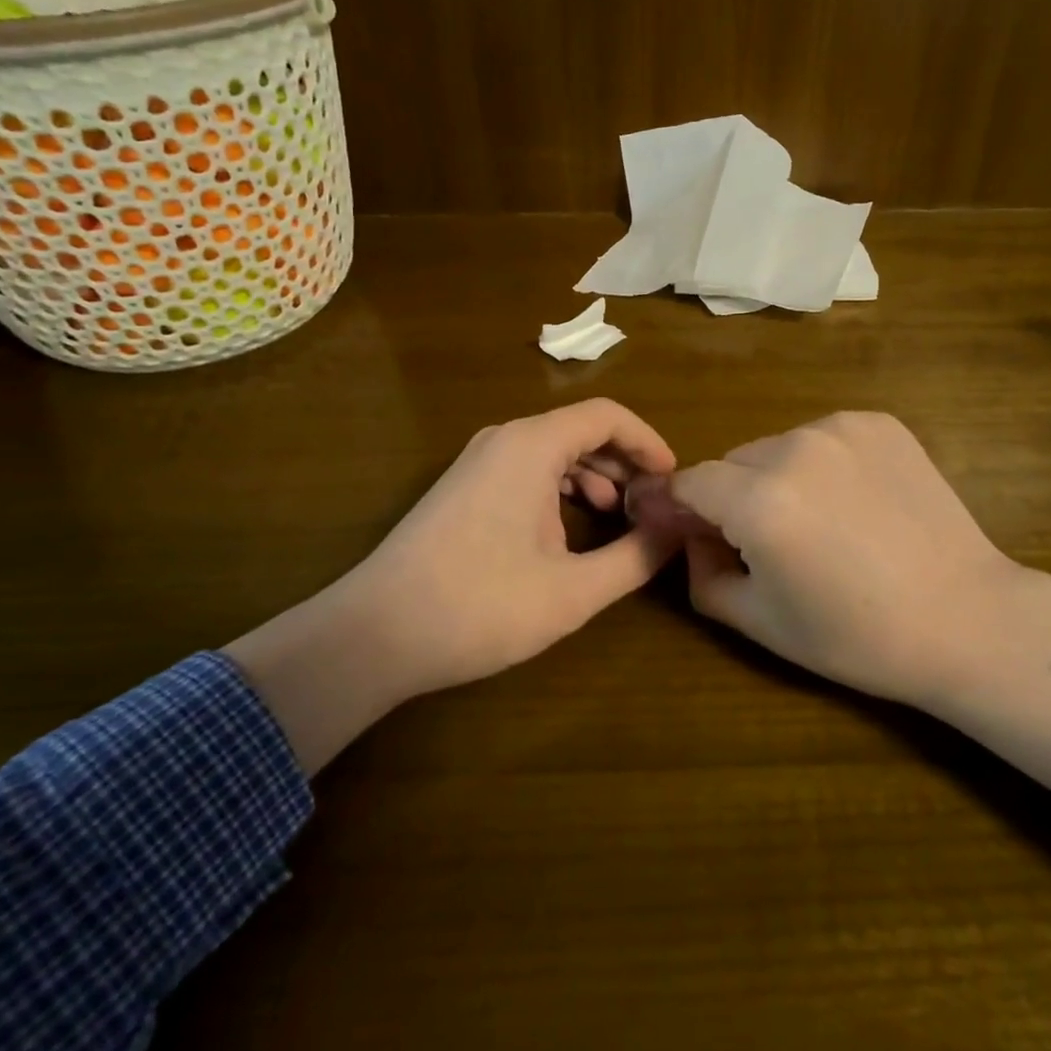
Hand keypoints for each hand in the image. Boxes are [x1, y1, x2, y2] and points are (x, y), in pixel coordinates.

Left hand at [227, 399, 677, 773]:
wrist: (374, 634)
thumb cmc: (480, 606)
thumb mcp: (573, 590)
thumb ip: (636, 557)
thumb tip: (676, 532)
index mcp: (532, 445)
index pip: (608, 416)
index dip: (649, 442)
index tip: (674, 481)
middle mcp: (504, 439)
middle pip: (581, 430)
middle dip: (625, 464)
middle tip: (653, 506)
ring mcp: (478, 461)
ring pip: (554, 451)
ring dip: (594, 478)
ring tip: (618, 520)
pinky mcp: (464, 487)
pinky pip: (527, 470)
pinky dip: (561, 490)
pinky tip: (570, 533)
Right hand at [647, 412, 1050, 797]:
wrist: (967, 618)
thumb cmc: (858, 636)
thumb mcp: (760, 622)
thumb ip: (701, 574)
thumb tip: (689, 536)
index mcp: (760, 501)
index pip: (689, 482)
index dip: (683, 509)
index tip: (695, 533)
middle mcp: (795, 447)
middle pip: (733, 463)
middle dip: (734, 497)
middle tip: (770, 543)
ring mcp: (842, 428)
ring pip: (778, 447)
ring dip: (778, 477)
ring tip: (821, 523)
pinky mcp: (879, 422)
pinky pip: (823, 437)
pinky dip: (822, 464)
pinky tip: (855, 502)